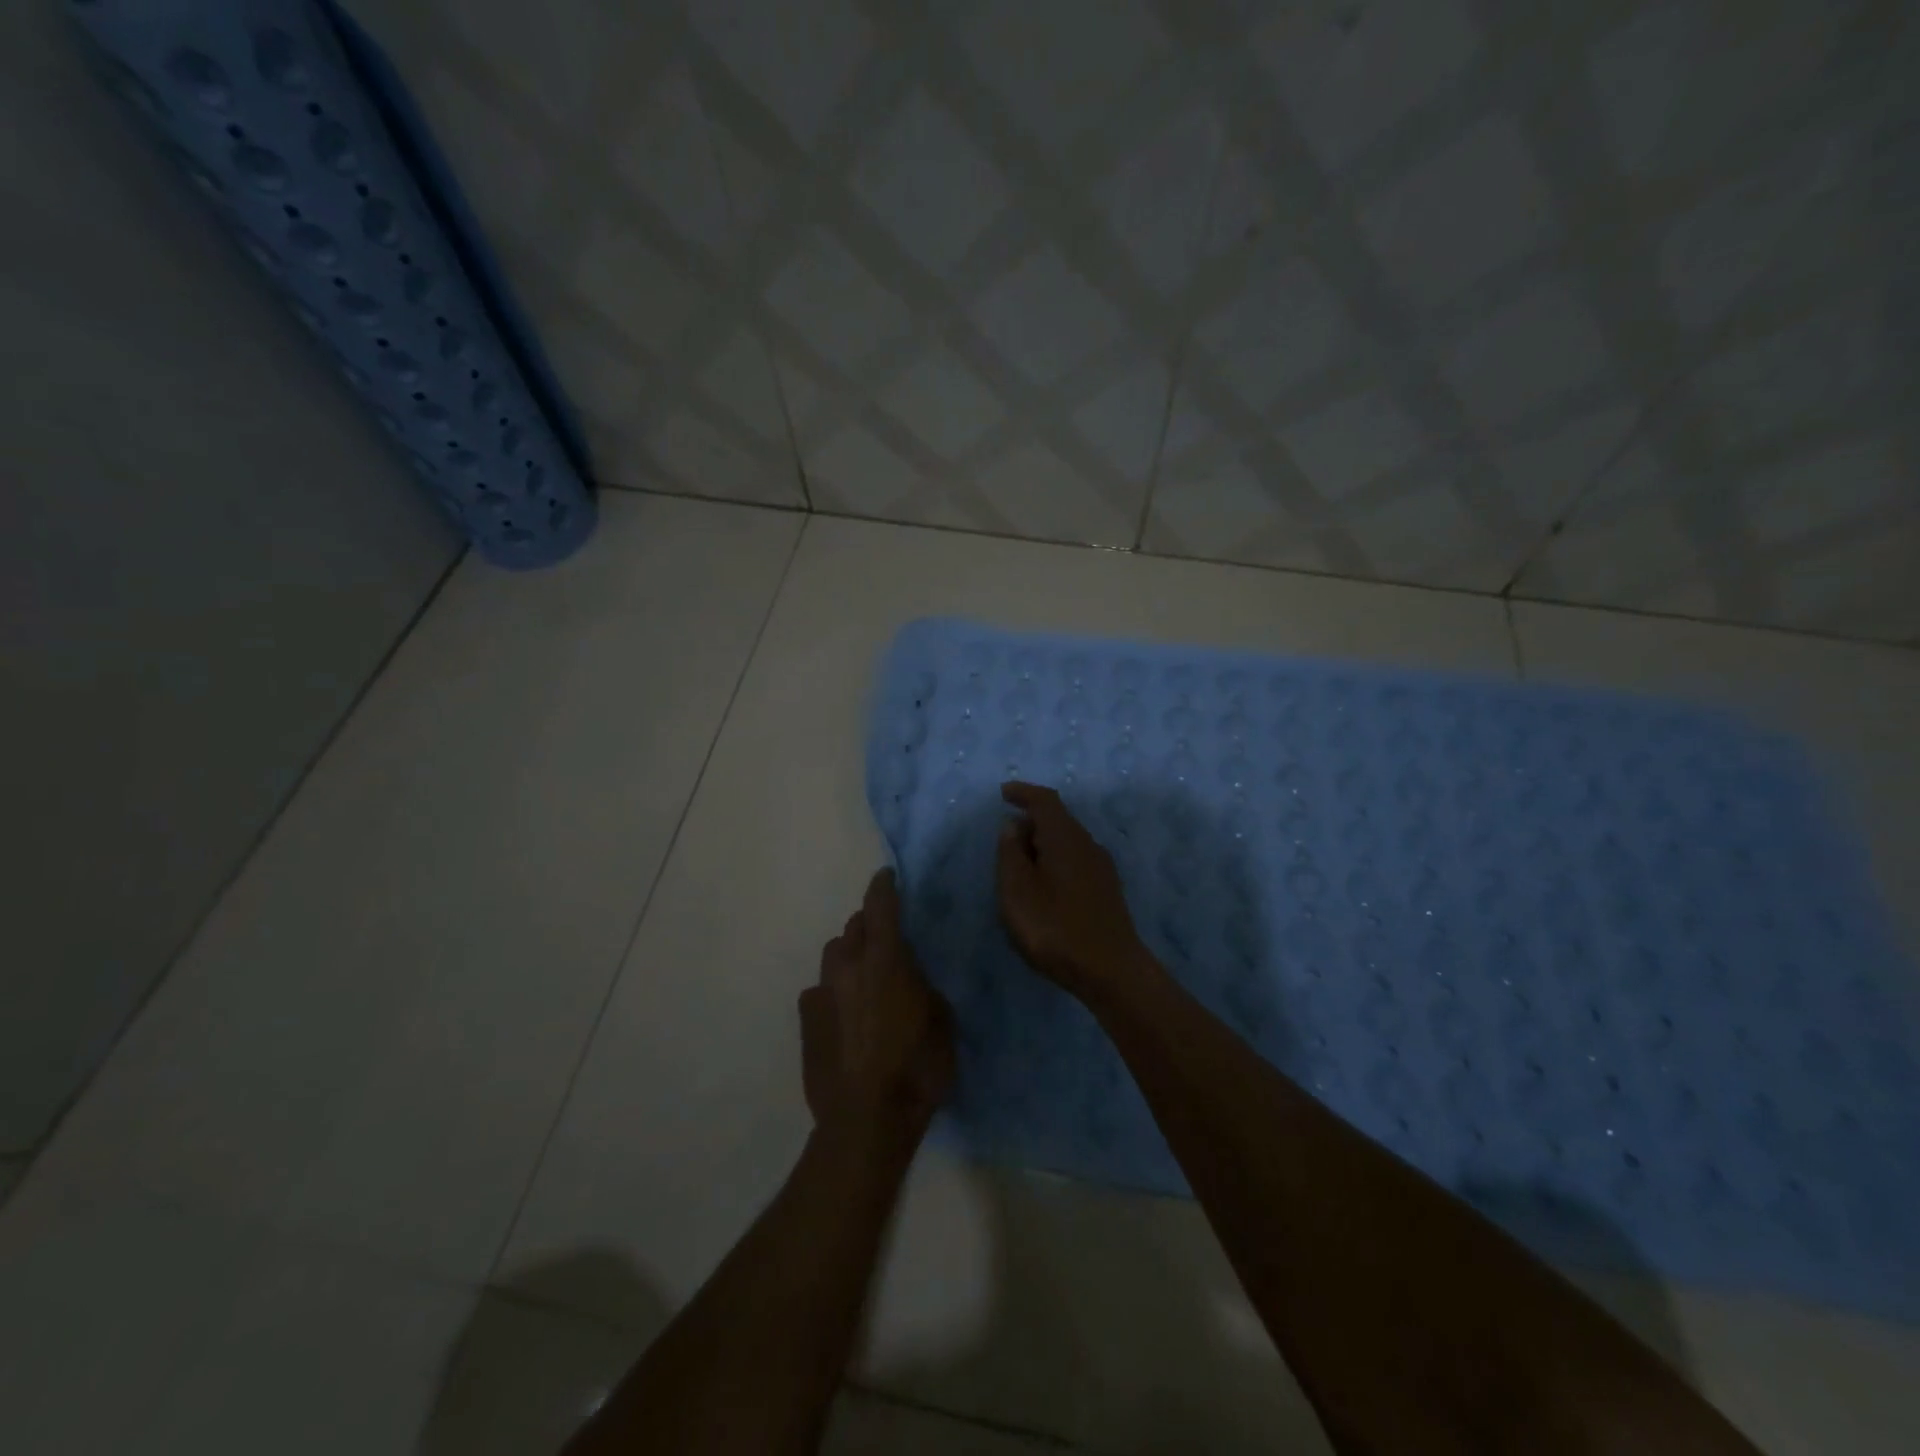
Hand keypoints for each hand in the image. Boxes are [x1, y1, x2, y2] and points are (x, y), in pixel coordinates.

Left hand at [801, 869, 953, 1154]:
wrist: (866, 1119)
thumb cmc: (916, 1067)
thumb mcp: (942, 1021)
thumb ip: (922, 987)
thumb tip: (911, 981)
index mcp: (886, 959)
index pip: (880, 906)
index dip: (883, 886)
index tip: (886, 876)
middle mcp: (849, 966)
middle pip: (853, 927)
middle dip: (868, 925)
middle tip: (884, 939)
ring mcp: (822, 992)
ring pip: (833, 955)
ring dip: (849, 956)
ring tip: (863, 977)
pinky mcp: (806, 1019)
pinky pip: (819, 990)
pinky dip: (833, 992)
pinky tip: (843, 1014)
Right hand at [996, 781, 1157, 1004]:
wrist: (1110, 970)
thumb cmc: (1055, 927)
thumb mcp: (1017, 890)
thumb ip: (1010, 853)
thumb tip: (1013, 826)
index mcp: (1065, 837)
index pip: (1045, 800)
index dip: (1024, 793)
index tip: (1004, 793)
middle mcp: (1087, 844)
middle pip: (1058, 819)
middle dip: (1031, 821)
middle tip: (1005, 839)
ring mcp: (1101, 868)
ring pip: (1067, 842)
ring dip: (1043, 844)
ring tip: (1020, 865)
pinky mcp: (1106, 890)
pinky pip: (1075, 861)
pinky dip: (1055, 861)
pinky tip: (1045, 885)